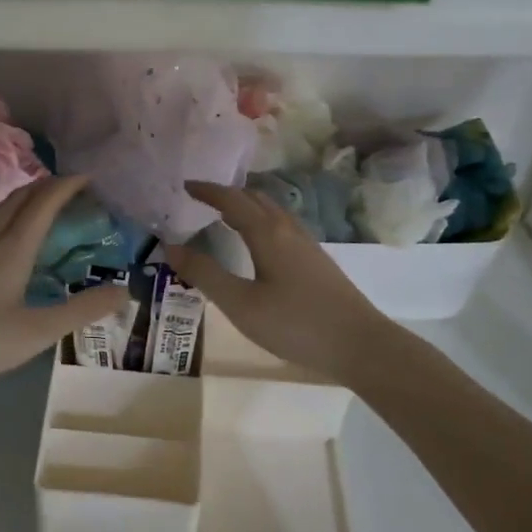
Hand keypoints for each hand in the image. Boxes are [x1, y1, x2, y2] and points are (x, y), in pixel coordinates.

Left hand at [0, 175, 127, 394]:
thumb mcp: (37, 332)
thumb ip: (82, 310)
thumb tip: (125, 289)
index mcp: (12, 247)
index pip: (44, 202)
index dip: (67, 185)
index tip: (88, 176)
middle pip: (19, 197)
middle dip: (47, 186)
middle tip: (70, 188)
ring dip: (22, 199)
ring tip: (38, 207)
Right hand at [165, 181, 392, 385]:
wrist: (360, 344)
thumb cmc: (295, 324)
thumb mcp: (241, 304)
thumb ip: (205, 275)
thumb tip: (171, 247)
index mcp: (267, 233)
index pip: (232, 200)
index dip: (207, 191)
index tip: (185, 186)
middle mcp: (287, 229)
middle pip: (255, 199)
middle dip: (227, 194)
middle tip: (201, 199)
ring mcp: (306, 244)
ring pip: (272, 211)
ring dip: (247, 206)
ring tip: (225, 215)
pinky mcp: (317, 260)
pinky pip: (282, 226)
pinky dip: (261, 221)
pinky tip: (259, 243)